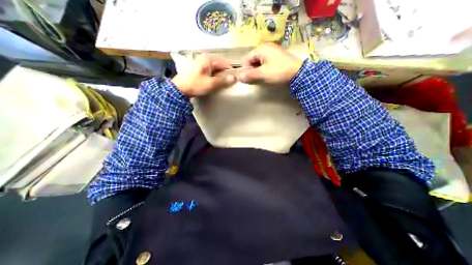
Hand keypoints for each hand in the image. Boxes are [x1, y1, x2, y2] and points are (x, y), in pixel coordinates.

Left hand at [172, 54, 237, 95]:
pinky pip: (209, 71)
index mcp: (208, 59)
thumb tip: (234, 78)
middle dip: (224, 74)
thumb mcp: (210, 84)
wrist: (179, 89)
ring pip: (214, 68)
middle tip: (228, 83)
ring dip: (219, 76)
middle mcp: (204, 58)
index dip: (230, 71)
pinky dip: (213, 76)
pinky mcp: (197, 68)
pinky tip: (213, 82)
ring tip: (221, 84)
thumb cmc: (195, 85)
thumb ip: (223, 80)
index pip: (224, 63)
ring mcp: (200, 63)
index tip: (234, 79)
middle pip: (219, 65)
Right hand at [239, 42, 303, 84]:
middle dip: (251, 69)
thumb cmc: (278, 71)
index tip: (246, 78)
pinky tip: (265, 74)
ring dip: (257, 70)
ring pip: (259, 61)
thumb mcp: (263, 74)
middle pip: (253, 59)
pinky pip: (265, 62)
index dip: (245, 69)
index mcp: (261, 49)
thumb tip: (239, 77)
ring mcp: (272, 51)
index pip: (247, 58)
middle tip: (252, 79)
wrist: (298, 72)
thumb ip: (250, 75)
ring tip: (258, 78)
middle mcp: (266, 47)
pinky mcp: (276, 56)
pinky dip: (263, 68)